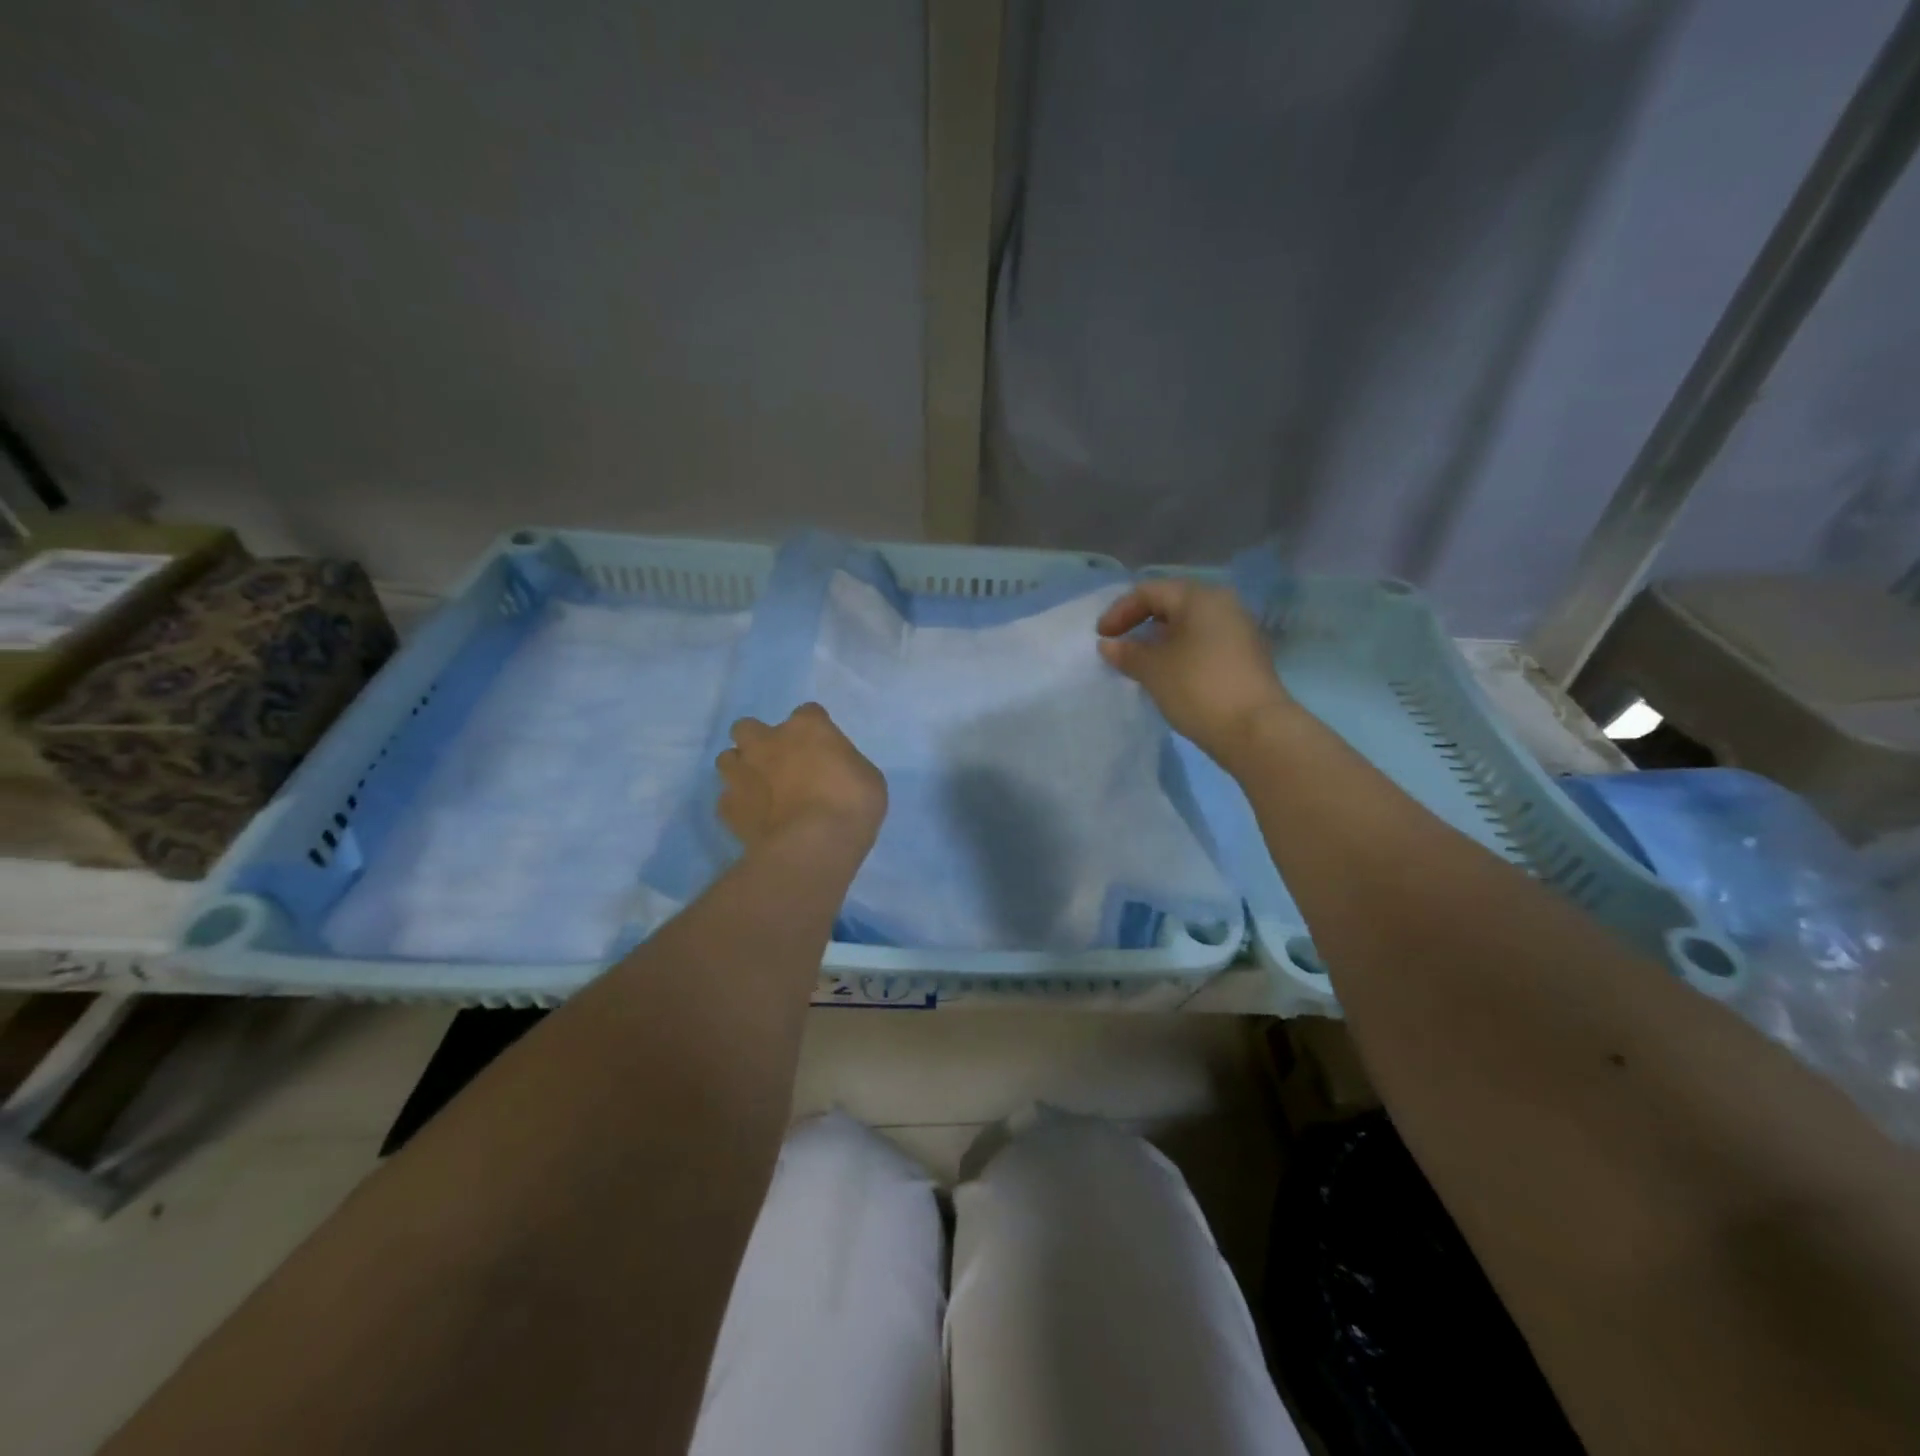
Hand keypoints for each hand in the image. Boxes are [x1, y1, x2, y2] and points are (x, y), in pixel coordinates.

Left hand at [716, 703, 886, 854]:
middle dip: (759, 741)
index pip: (808, 713)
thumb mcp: (867, 778)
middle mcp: (767, 741)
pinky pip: (728, 800)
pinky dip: (739, 807)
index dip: (814, 731)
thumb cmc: (852, 805)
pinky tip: (755, 820)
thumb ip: (844, 766)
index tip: (823, 749)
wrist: (813, 845)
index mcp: (807, 727)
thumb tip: (835, 772)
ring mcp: (742, 773)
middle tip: (778, 764)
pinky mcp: (728, 807)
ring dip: (742, 770)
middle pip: (748, 727)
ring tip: (760, 792)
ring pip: (728, 759)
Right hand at [1097, 579, 1294, 764]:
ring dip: (1159, 642)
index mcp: (1201, 598)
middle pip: (1171, 605)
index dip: (1119, 612)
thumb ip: (1128, 653)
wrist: (1256, 731)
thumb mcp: (1154, 670)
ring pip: (1188, 627)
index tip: (1101, 638)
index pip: (1150, 592)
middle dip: (1140, 624)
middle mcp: (1223, 606)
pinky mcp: (1244, 658)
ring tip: (1138, 665)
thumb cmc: (1198, 688)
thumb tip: (1108, 645)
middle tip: (1118, 647)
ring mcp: (1238, 632)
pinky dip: (1178, 654)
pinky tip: (1166, 676)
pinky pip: (1202, 645)